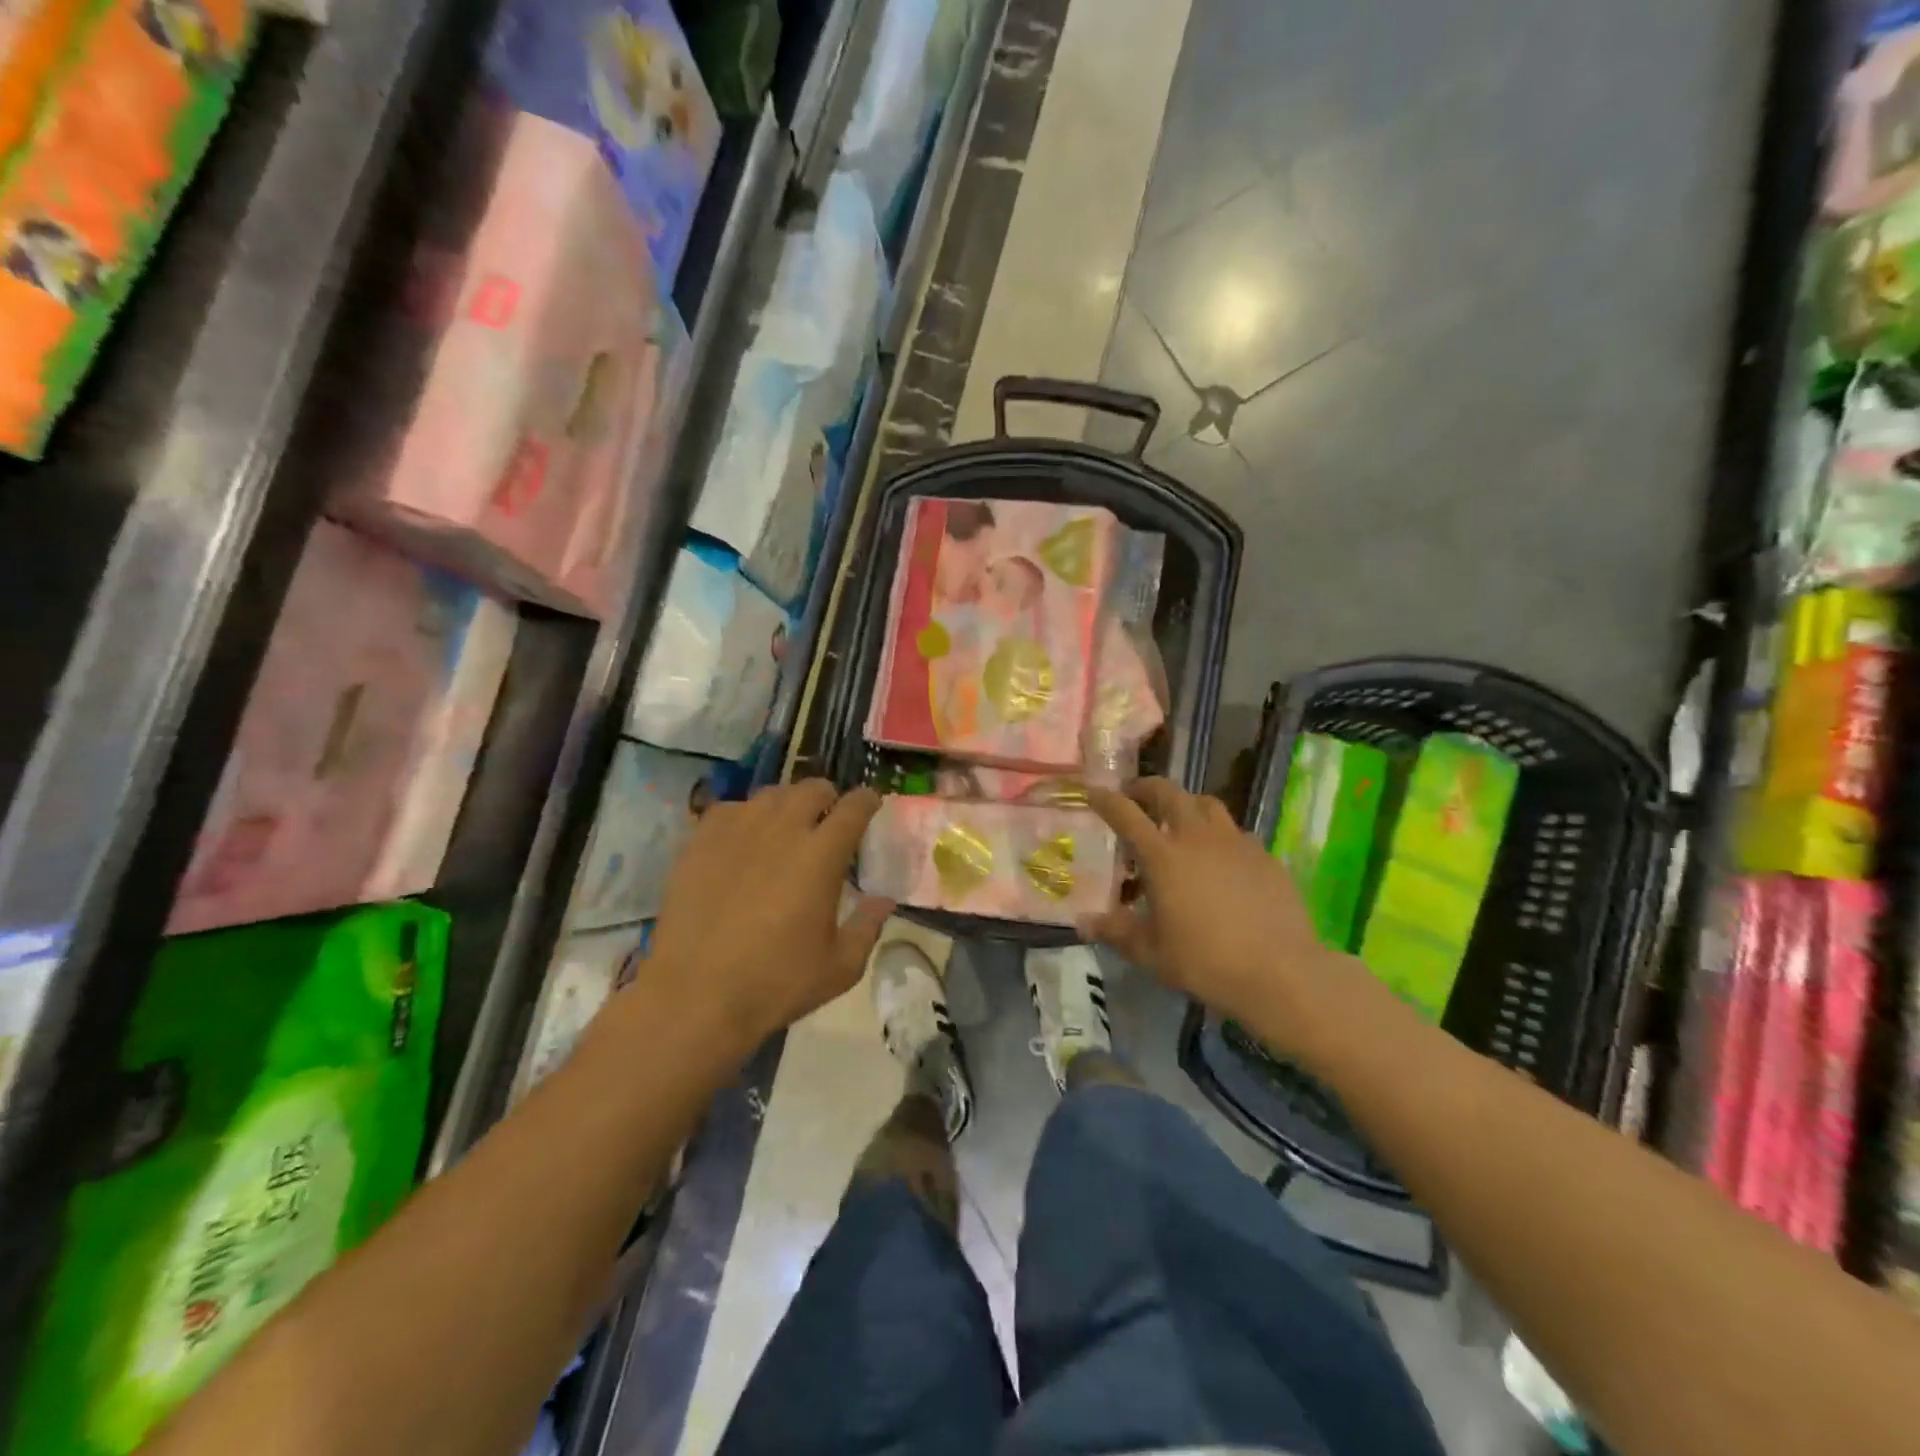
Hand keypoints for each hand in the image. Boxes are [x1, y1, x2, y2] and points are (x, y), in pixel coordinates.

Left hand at [647, 781, 892, 1052]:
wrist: (695, 996)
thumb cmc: (776, 983)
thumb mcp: (840, 967)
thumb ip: (868, 926)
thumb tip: (884, 900)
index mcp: (822, 854)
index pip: (854, 807)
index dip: (867, 801)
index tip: (871, 805)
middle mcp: (782, 829)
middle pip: (812, 789)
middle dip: (828, 798)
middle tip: (827, 821)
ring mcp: (737, 830)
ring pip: (771, 794)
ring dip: (787, 805)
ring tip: (785, 827)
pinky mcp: (700, 841)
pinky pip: (729, 809)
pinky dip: (744, 816)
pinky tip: (742, 840)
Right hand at [1083, 778, 1364, 1066]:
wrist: (1281, 972)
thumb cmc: (1205, 961)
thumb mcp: (1150, 952)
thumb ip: (1116, 931)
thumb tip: (1082, 922)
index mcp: (1163, 856)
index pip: (1126, 814)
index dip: (1106, 800)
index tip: (1093, 792)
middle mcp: (1197, 837)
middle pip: (1169, 793)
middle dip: (1147, 788)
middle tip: (1135, 796)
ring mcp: (1235, 843)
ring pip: (1207, 803)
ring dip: (1186, 804)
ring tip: (1179, 821)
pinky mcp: (1265, 855)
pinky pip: (1235, 832)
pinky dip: (1218, 834)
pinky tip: (1219, 858)